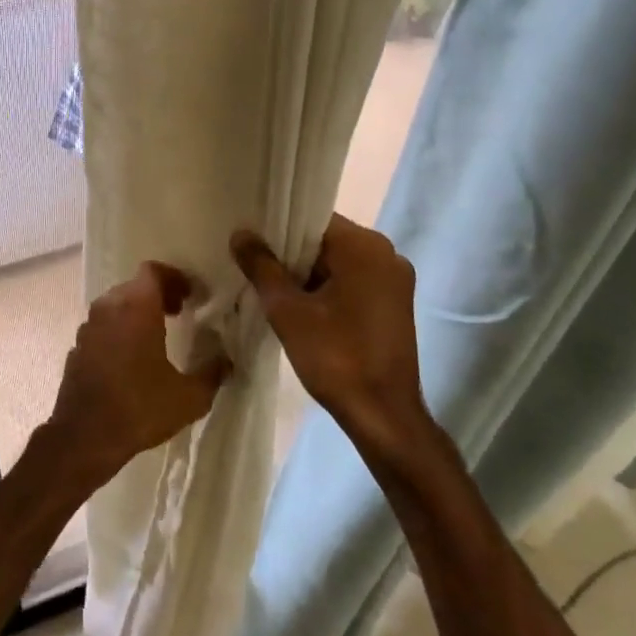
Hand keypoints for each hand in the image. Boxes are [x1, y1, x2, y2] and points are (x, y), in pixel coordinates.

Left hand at [44, 262, 230, 488]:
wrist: (85, 436)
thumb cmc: (140, 408)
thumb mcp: (189, 396)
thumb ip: (212, 372)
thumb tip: (227, 359)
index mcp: (136, 307)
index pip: (153, 271)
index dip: (175, 278)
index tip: (193, 296)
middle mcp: (108, 308)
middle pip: (134, 286)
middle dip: (159, 294)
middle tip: (180, 312)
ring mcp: (88, 327)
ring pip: (116, 305)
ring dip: (137, 311)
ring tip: (158, 334)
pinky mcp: (77, 348)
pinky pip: (102, 327)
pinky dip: (119, 330)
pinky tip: (132, 358)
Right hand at [231, 214, 434, 460]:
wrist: (383, 416)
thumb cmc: (335, 356)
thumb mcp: (287, 310)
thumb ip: (262, 266)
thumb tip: (240, 234)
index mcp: (365, 247)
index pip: (312, 219)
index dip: (277, 228)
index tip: (249, 241)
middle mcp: (387, 254)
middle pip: (325, 240)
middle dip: (290, 253)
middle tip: (252, 265)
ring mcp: (395, 281)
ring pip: (338, 263)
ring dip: (306, 274)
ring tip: (269, 287)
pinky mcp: (394, 305)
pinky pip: (352, 282)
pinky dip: (326, 288)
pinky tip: (298, 307)